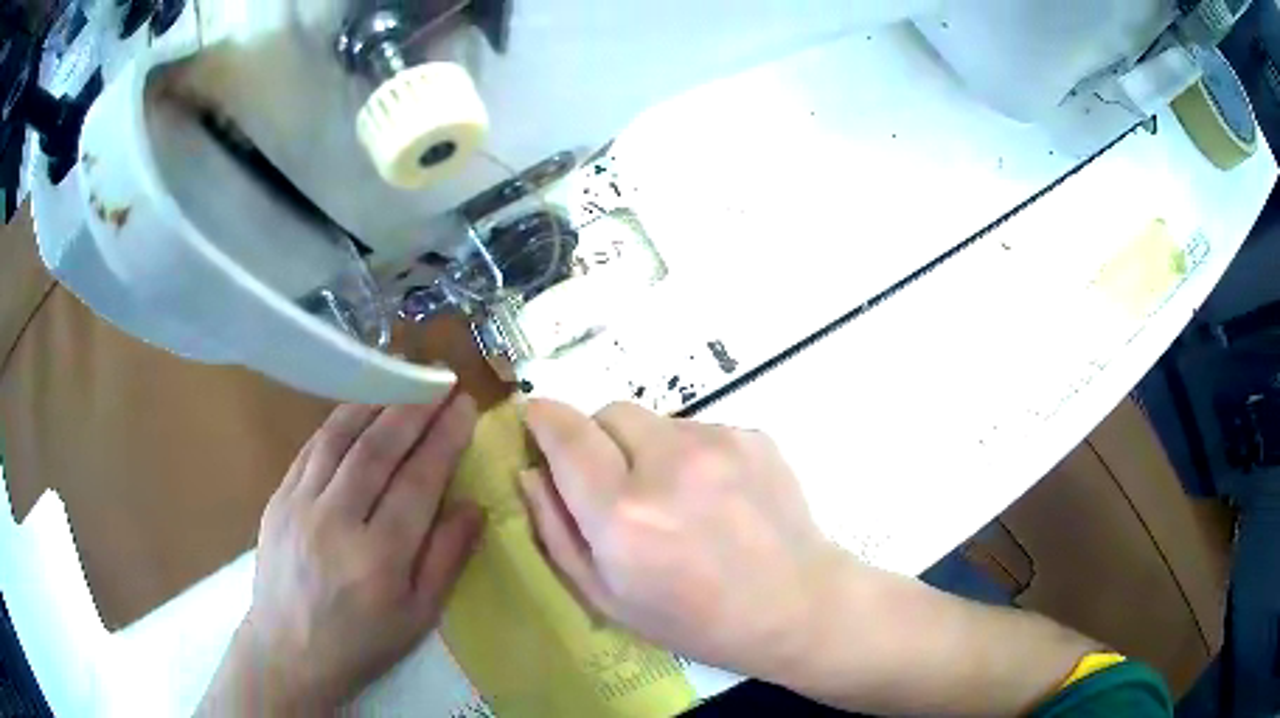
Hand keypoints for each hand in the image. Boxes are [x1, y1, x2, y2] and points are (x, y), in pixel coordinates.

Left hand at [200, 393, 482, 714]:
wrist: (289, 651)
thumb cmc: (363, 642)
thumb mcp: (420, 616)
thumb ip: (448, 559)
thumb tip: (474, 507)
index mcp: (380, 557)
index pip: (418, 481)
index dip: (444, 438)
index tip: (464, 405)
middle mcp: (337, 520)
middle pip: (378, 449)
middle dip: (414, 407)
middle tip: (439, 380)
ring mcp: (300, 504)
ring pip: (340, 437)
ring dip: (374, 402)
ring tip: (401, 379)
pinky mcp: (278, 498)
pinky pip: (311, 448)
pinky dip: (338, 422)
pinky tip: (357, 409)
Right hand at [520, 400, 844, 681]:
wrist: (795, 606)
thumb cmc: (693, 619)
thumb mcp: (607, 596)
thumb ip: (556, 530)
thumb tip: (531, 471)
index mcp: (623, 514)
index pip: (566, 435)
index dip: (543, 417)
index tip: (534, 417)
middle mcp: (669, 464)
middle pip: (609, 412)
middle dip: (598, 438)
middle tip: (615, 482)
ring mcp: (719, 443)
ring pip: (655, 421)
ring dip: (647, 449)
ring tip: (676, 499)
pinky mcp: (753, 435)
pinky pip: (698, 429)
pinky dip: (689, 454)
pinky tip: (715, 498)